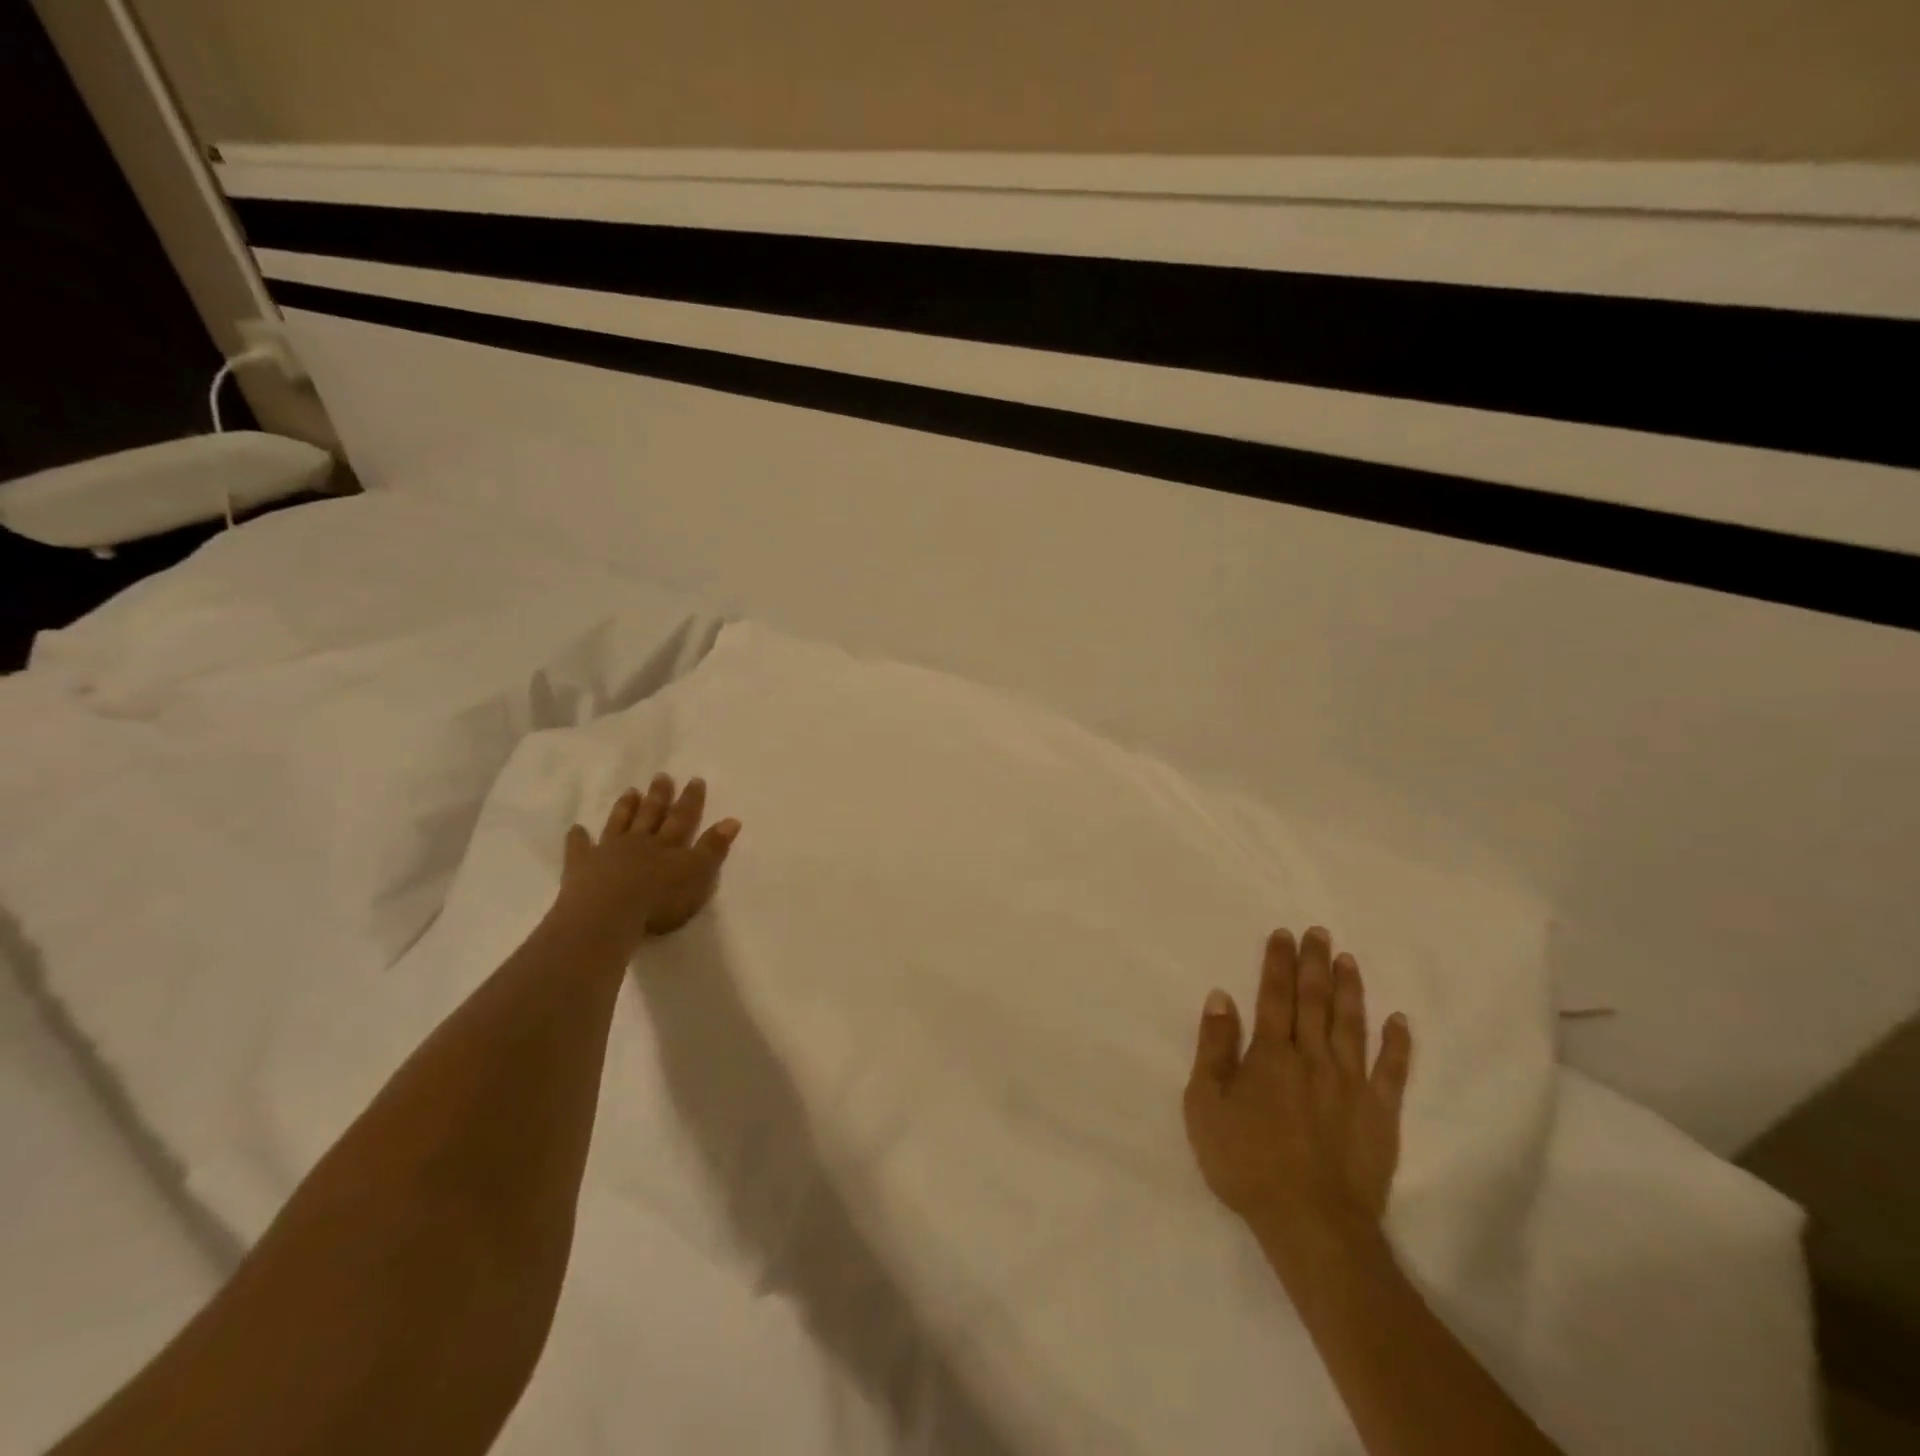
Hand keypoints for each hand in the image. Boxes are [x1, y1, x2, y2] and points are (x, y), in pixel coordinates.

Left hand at [550, 773, 740, 955]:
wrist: (606, 915)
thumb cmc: (657, 901)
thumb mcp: (696, 876)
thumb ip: (713, 849)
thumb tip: (732, 820)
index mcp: (667, 846)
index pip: (683, 818)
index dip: (691, 800)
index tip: (695, 780)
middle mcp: (639, 842)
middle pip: (651, 815)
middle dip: (658, 796)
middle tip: (661, 776)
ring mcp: (607, 852)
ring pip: (619, 824)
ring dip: (626, 808)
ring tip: (630, 791)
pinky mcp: (580, 866)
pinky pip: (578, 848)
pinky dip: (578, 838)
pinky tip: (576, 828)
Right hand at [1183, 927, 1412, 1261]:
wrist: (1311, 1223)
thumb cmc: (1246, 1162)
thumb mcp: (1206, 1105)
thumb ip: (1213, 1048)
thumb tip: (1221, 997)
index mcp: (1271, 1054)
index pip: (1274, 996)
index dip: (1277, 963)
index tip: (1283, 934)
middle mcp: (1312, 1057)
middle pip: (1314, 1000)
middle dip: (1314, 963)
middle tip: (1318, 931)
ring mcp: (1351, 1084)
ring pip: (1351, 1024)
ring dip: (1350, 989)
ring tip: (1348, 959)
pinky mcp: (1380, 1113)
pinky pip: (1392, 1070)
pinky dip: (1397, 1043)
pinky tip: (1399, 1020)